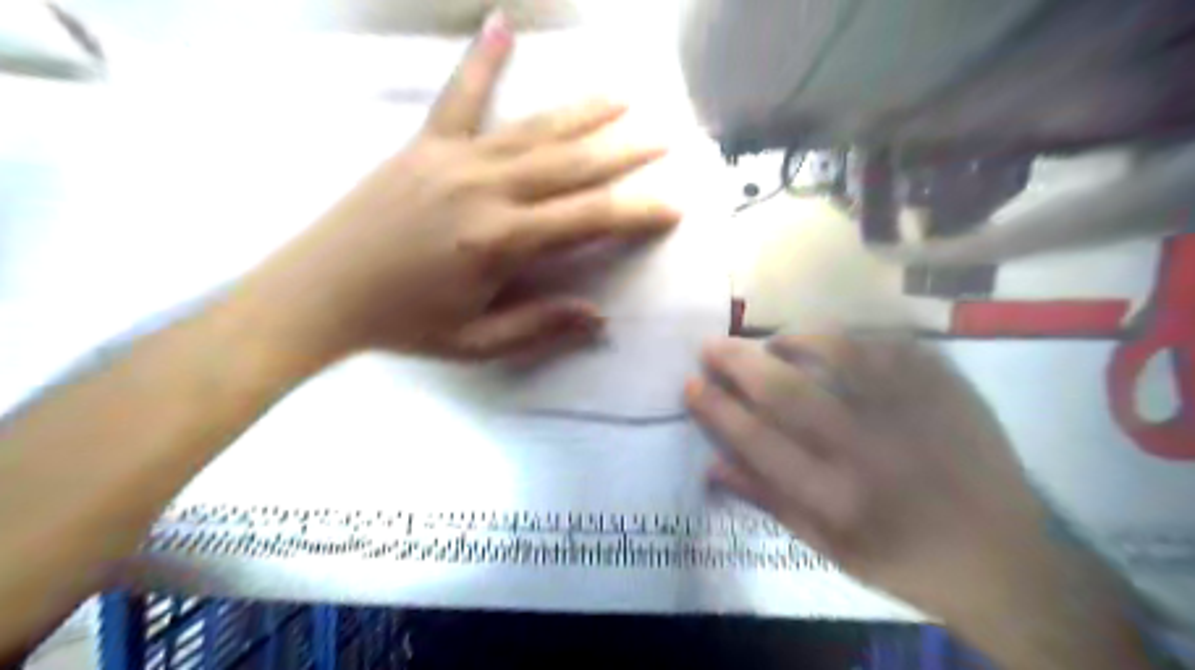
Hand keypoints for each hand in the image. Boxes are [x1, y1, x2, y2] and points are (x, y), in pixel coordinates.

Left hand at [248, 9, 681, 364]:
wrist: (317, 292)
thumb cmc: (402, 324)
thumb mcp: (475, 343)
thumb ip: (539, 326)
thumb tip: (599, 317)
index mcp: (500, 241)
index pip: (588, 220)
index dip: (636, 213)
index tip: (672, 205)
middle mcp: (485, 188)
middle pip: (571, 164)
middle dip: (623, 152)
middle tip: (663, 138)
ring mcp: (453, 158)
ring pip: (534, 129)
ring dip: (582, 112)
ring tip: (621, 97)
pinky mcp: (424, 145)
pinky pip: (461, 96)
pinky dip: (483, 60)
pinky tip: (502, 25)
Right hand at [686, 337, 1046, 618]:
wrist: (1007, 561)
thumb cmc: (904, 560)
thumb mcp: (829, 549)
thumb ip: (769, 501)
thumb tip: (712, 464)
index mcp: (836, 498)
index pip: (757, 440)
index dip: (716, 408)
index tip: (691, 384)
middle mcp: (870, 450)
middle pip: (788, 391)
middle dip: (739, 362)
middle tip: (712, 345)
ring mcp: (914, 413)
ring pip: (839, 354)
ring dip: (793, 340)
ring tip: (774, 342)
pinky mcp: (948, 390)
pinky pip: (890, 345)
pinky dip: (853, 337)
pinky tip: (835, 344)